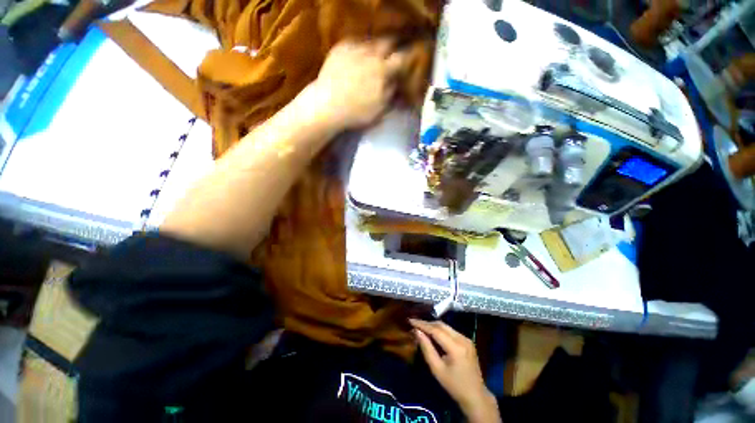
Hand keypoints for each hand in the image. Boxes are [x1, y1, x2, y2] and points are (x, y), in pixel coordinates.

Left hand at [309, 39, 406, 129]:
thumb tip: (396, 82)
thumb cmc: (356, 112)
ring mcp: (355, 49)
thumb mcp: (379, 109)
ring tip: (374, 54)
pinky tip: (358, 56)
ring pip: (371, 41)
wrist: (328, 105)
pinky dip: (360, 46)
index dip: (405, 58)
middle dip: (392, 46)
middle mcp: (371, 55)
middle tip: (391, 53)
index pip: (401, 58)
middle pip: (387, 41)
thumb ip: (390, 93)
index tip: (405, 61)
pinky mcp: (341, 48)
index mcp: (383, 71)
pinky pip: (355, 41)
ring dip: (376, 46)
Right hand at [410, 319, 500, 422]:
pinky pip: (451, 331)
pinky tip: (433, 333)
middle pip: (442, 325)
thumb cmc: (454, 385)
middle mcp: (462, 339)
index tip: (410, 320)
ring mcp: (466, 339)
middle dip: (427, 323)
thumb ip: (427, 349)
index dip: (422, 324)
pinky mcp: (468, 341)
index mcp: (456, 347)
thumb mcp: (437, 369)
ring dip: (433, 326)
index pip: (436, 330)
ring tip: (421, 327)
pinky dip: (441, 330)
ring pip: (446, 326)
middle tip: (415, 323)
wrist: (476, 396)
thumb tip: (417, 331)